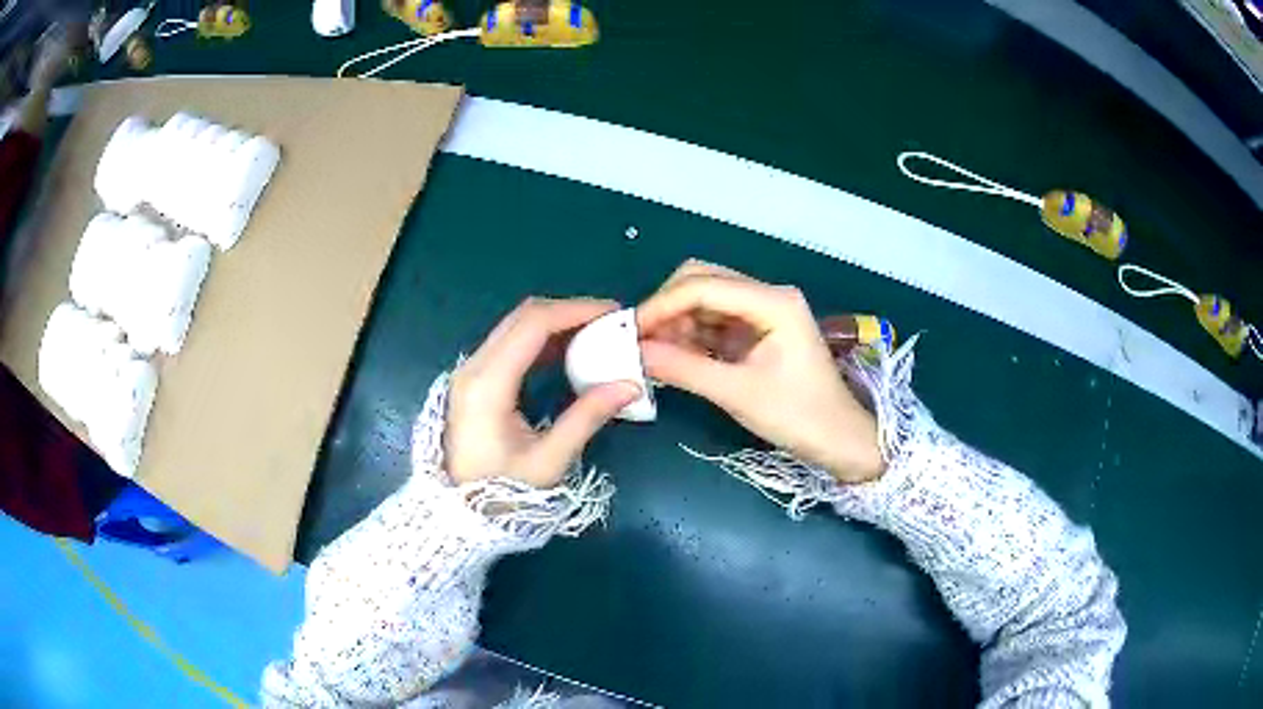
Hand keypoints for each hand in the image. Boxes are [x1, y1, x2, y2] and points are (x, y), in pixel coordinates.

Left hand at [445, 298, 641, 487]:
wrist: (460, 513)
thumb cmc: (502, 492)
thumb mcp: (549, 460)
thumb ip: (587, 417)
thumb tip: (630, 385)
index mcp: (488, 384)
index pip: (533, 325)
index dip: (576, 311)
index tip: (614, 313)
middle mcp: (474, 367)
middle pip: (523, 317)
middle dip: (569, 312)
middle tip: (610, 323)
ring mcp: (470, 372)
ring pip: (516, 327)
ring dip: (556, 324)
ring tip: (596, 335)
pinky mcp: (474, 381)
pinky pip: (510, 345)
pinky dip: (542, 341)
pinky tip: (570, 353)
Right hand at [637, 261, 883, 483]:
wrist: (839, 439)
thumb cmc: (797, 415)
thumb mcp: (738, 393)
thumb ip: (684, 368)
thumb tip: (634, 353)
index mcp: (772, 301)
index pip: (703, 286)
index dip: (662, 305)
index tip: (630, 333)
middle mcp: (767, 296)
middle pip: (703, 281)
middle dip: (667, 308)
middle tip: (639, 341)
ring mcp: (763, 312)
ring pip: (705, 301)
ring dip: (676, 322)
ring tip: (652, 354)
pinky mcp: (757, 331)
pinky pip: (714, 322)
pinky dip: (691, 335)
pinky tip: (673, 357)